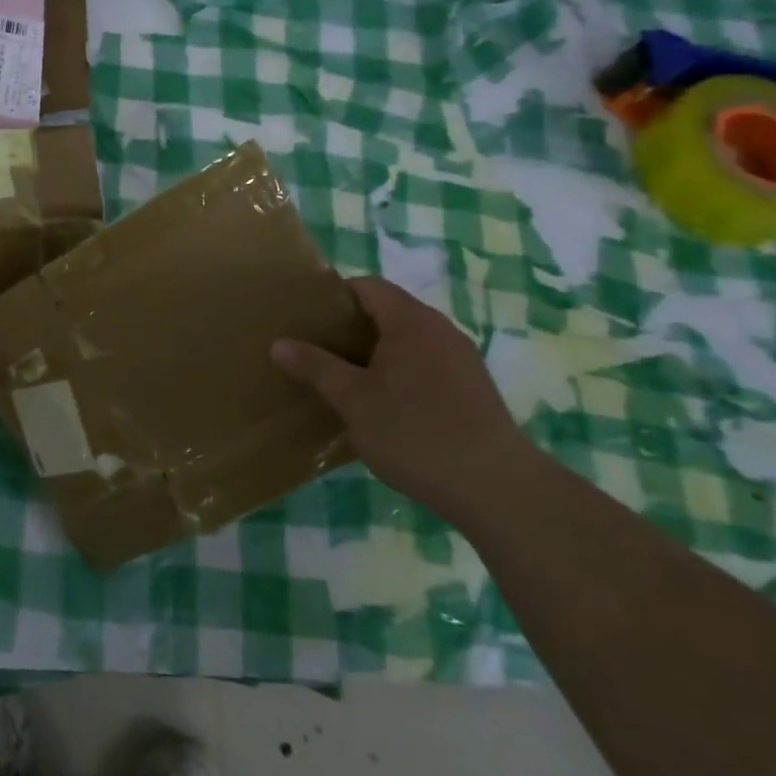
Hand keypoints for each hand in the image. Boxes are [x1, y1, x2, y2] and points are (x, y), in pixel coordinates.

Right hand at [270, 276, 536, 522]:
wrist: (496, 488)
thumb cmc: (415, 433)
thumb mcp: (353, 400)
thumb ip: (316, 366)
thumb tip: (279, 343)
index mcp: (411, 322)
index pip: (367, 286)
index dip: (333, 296)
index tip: (305, 319)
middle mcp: (440, 330)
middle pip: (387, 312)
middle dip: (348, 328)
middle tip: (314, 350)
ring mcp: (461, 360)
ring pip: (405, 341)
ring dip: (372, 354)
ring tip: (340, 379)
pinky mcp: (471, 390)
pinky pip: (424, 365)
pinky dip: (396, 374)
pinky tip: (380, 406)